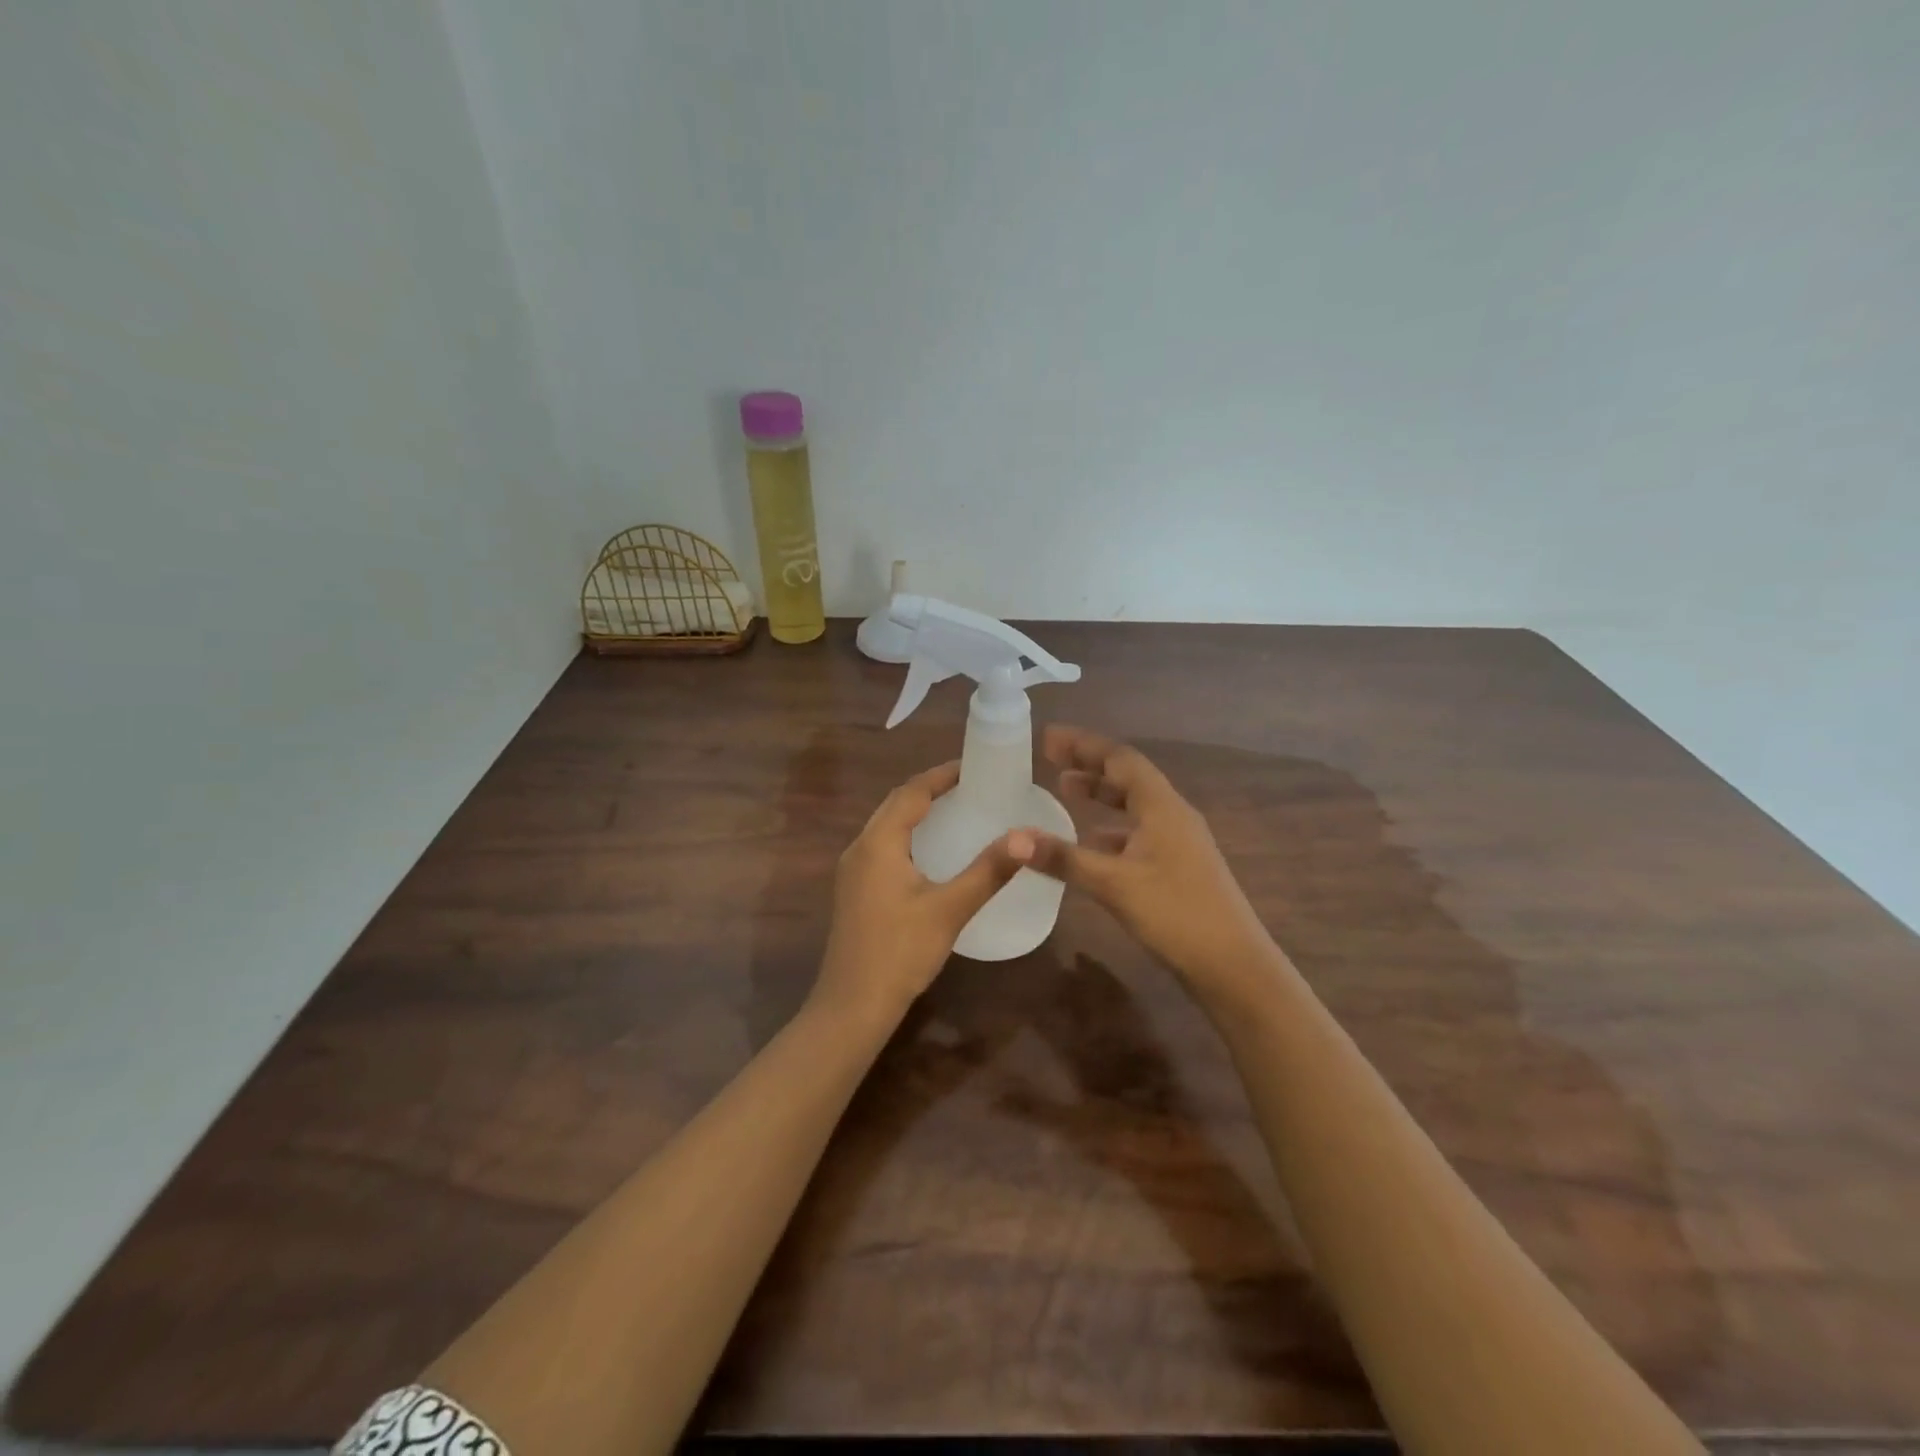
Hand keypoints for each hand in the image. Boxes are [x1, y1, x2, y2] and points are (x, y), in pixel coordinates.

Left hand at [812, 762, 1026, 1024]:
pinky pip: (882, 847)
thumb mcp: (950, 909)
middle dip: (929, 790)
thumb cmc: (900, 952)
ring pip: (886, 826)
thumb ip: (988, 871)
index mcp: (878, 843)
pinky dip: (908, 836)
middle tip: (970, 786)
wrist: (852, 1006)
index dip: (941, 775)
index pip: (911, 792)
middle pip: (895, 804)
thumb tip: (1027, 836)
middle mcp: (860, 848)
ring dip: (917, 812)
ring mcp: (852, 871)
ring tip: (955, 811)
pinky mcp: (854, 891)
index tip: (974, 767)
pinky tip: (931, 853)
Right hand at [1017, 726, 1280, 1007]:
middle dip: (1090, 764)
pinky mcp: (1179, 867)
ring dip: (1101, 794)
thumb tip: (1012, 838)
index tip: (1048, 738)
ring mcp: (1179, 841)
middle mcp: (1173, 815)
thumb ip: (1063, 858)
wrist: (1233, 966)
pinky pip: (1139, 832)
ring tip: (1066, 790)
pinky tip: (1092, 844)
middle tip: (1052, 759)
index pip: (1120, 758)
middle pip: (1128, 777)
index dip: (1083, 744)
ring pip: (1135, 805)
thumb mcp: (1113, 884)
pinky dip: (1112, 829)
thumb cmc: (1175, 913)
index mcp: (1161, 806)